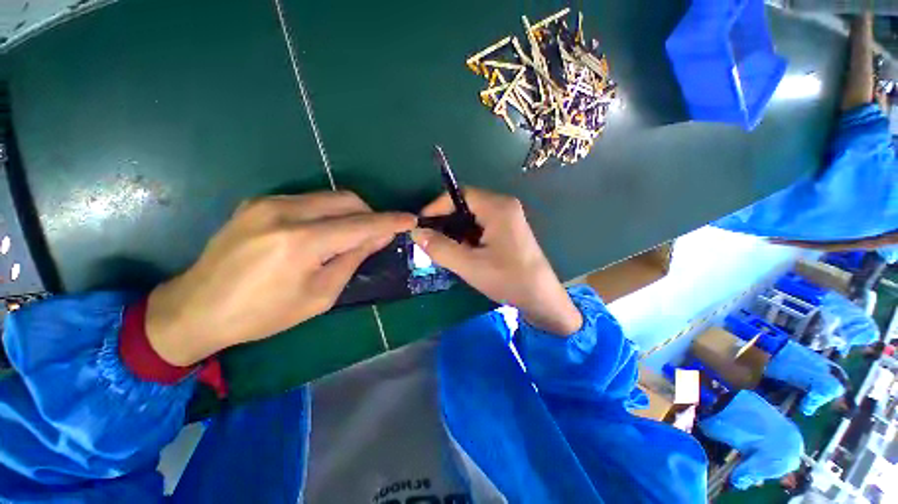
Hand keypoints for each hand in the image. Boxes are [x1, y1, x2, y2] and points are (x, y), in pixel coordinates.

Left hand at [146, 191, 415, 365]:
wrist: (196, 308)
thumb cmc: (263, 314)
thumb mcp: (320, 295)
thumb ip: (353, 258)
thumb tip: (379, 237)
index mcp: (301, 242)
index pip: (361, 224)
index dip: (390, 221)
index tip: (410, 220)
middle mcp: (284, 212)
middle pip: (347, 200)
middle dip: (370, 214)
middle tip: (377, 235)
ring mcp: (268, 202)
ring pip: (329, 196)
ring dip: (350, 213)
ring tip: (350, 236)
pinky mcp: (258, 202)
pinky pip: (309, 200)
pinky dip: (327, 213)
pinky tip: (323, 232)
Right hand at [411, 187, 581, 335]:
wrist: (541, 298)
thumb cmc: (508, 279)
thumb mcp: (470, 265)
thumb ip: (441, 248)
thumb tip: (416, 232)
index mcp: (498, 207)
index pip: (460, 194)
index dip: (437, 206)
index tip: (421, 224)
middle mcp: (504, 206)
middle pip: (466, 204)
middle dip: (446, 220)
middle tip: (430, 239)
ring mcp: (508, 217)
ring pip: (473, 216)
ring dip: (456, 230)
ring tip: (443, 247)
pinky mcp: (509, 229)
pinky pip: (482, 225)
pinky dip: (468, 235)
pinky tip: (462, 251)